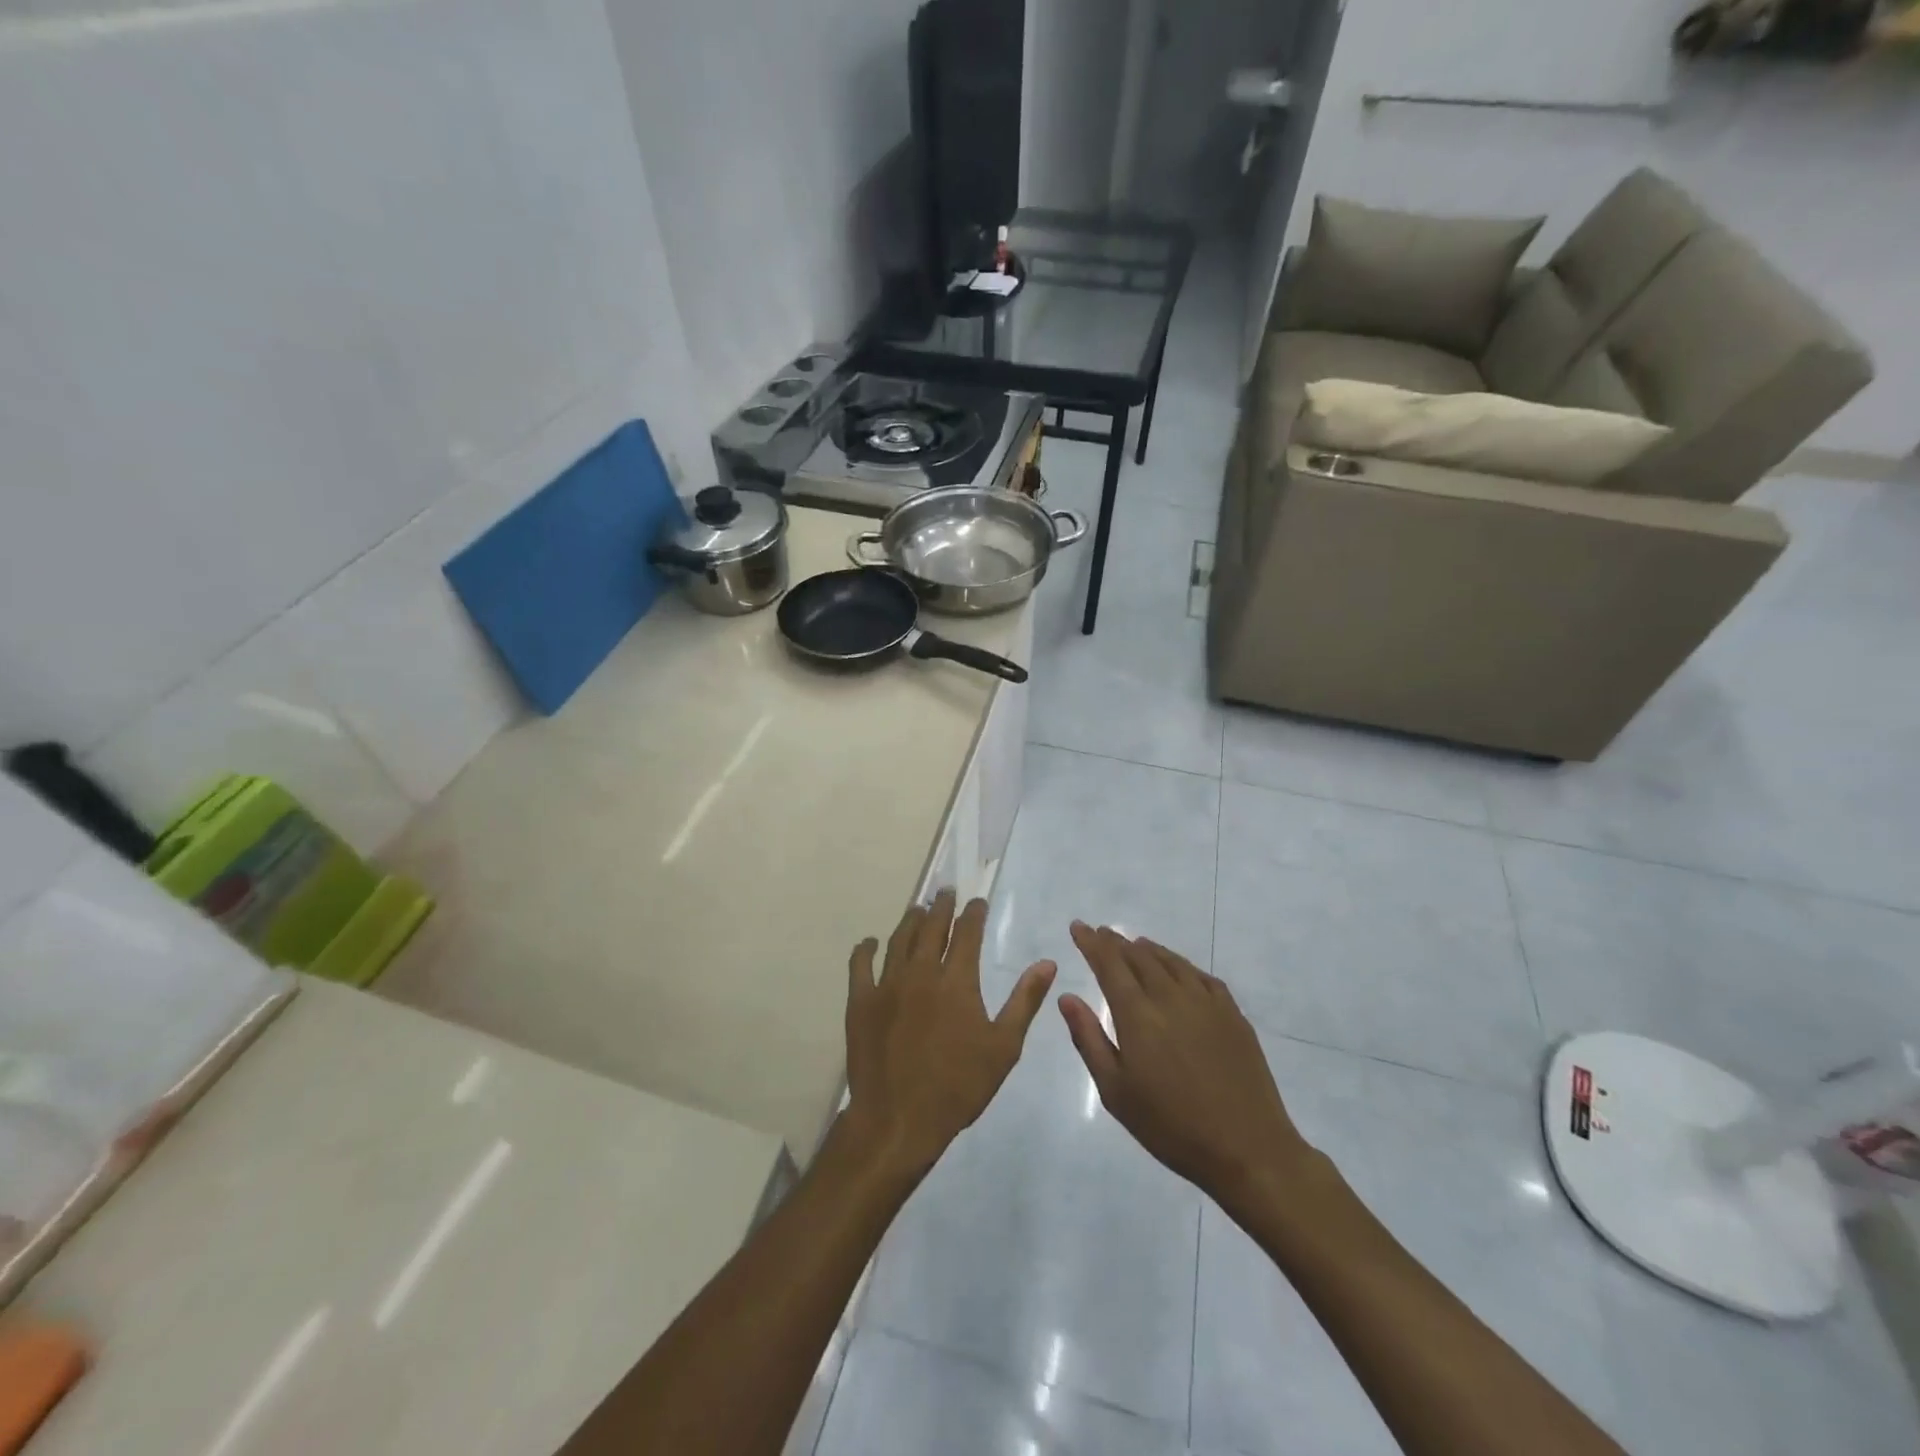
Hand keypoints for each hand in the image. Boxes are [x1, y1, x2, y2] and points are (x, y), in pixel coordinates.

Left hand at [843, 891, 1055, 1178]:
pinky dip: (866, 949)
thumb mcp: (1003, 1047)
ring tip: (918, 909)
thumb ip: (1024, 1001)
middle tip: (946, 893)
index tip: (977, 902)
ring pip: (899, 940)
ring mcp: (887, 985)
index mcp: (957, 981)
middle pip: (931, 927)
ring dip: (910, 920)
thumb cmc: (958, 1086)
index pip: (966, 933)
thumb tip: (1047, 963)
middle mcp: (921, 972)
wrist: (899, 1119)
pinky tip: (871, 943)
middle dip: (941, 907)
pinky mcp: (860, 1002)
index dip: (973, 914)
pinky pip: (860, 965)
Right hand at [1060, 924, 1314, 1209]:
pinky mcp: (1232, 1014)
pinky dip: (1180, 964)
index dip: (1091, 943)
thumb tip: (1067, 998)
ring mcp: (1206, 1002)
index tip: (1078, 926)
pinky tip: (1178, 970)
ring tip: (1133, 944)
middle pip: (1138, 956)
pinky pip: (1200, 975)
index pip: (1109, 964)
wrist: (1247, 1148)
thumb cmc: (1171, 1126)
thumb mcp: (1116, 1091)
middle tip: (1101, 933)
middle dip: (1115, 942)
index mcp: (1137, 1014)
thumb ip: (1089, 1039)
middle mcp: (1170, 996)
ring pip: (1170, 961)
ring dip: (1147, 949)